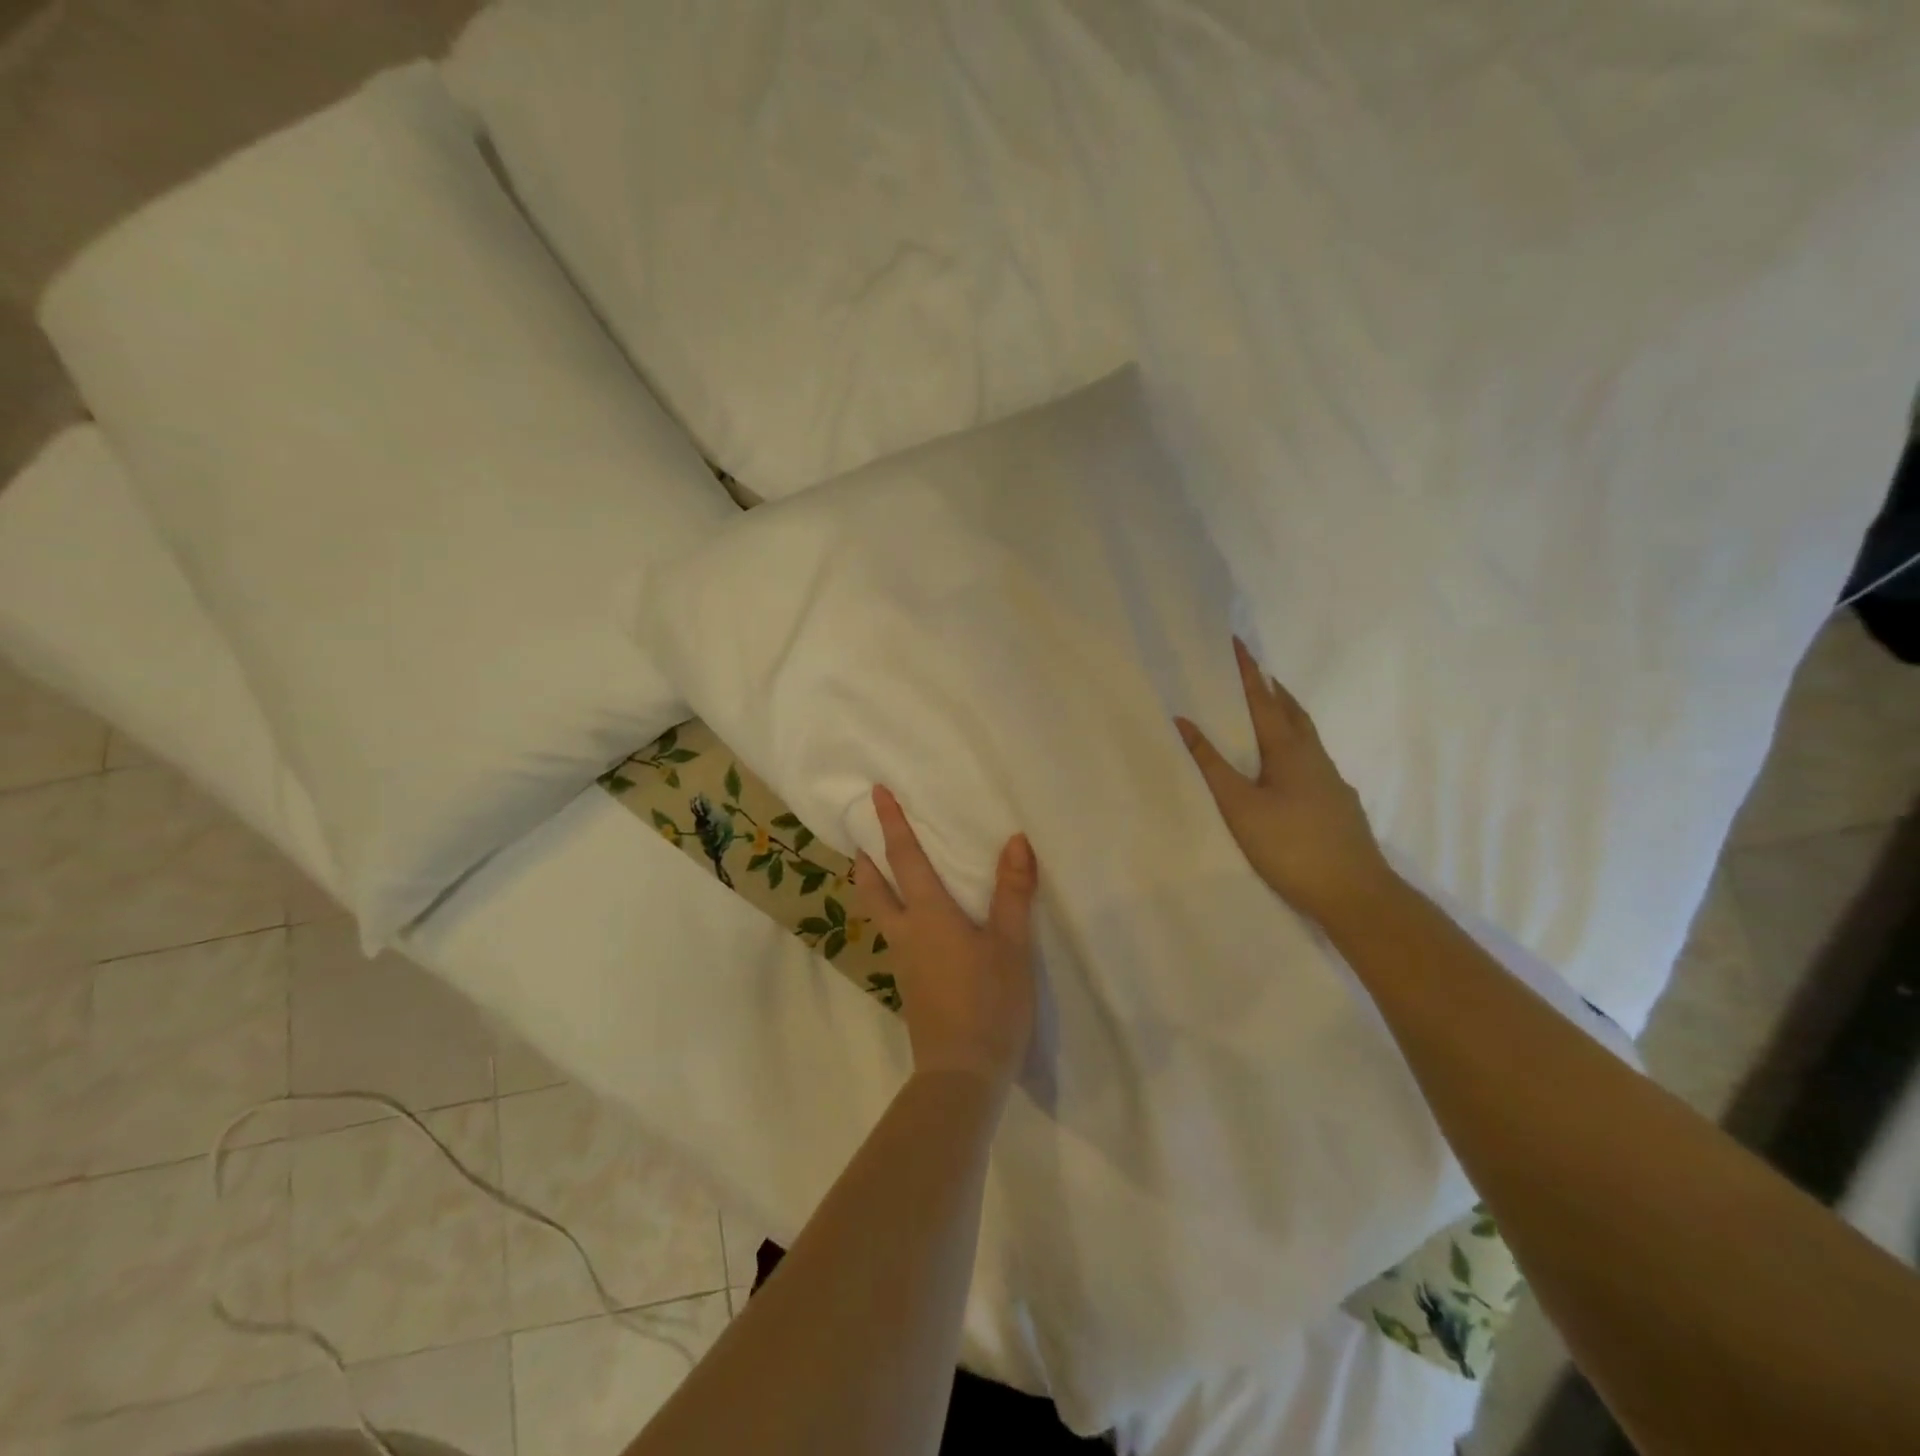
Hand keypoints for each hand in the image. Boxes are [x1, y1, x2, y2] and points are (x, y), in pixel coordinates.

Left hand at [853, 785, 1038, 1090]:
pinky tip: (912, 926)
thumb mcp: (1011, 945)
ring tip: (877, 874)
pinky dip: (891, 915)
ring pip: (879, 915)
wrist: (962, 1073)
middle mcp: (906, 933)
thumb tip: (1016, 840)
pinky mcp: (910, 986)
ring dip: (873, 889)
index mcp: (928, 915)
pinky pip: (894, 937)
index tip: (875, 794)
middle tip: (859, 840)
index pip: (904, 858)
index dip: (891, 824)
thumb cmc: (989, 1001)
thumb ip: (1013, 892)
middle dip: (865, 861)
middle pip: (873, 889)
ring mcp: (903, 963)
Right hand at [1176, 638, 1396, 927]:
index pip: (1262, 699)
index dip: (1247, 671)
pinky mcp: (1338, 804)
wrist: (1355, 893)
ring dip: (1284, 716)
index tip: (1235, 642)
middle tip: (1251, 673)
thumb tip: (1183, 721)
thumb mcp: (1240, 806)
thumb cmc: (1291, 846)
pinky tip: (1286, 769)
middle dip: (1270, 688)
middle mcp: (1314, 757)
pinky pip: (1311, 760)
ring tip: (1265, 712)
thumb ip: (1211, 764)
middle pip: (1291, 711)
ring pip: (1305, 736)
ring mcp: (1331, 781)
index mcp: (1289, 750)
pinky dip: (1293, 746)